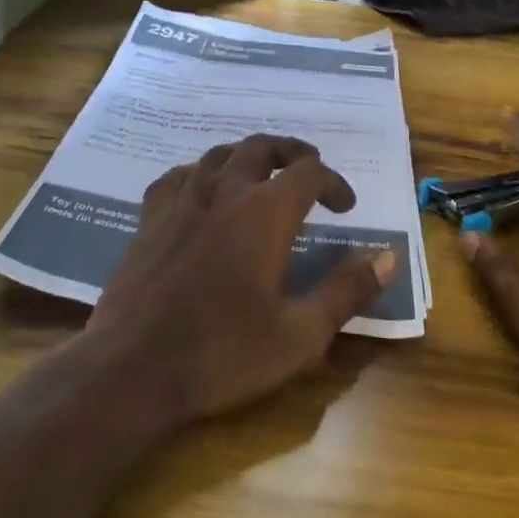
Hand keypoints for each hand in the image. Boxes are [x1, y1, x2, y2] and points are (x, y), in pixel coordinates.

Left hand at [86, 134, 395, 421]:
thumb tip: (387, 257)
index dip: (333, 182)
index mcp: (265, 213)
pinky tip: (202, 190)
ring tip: (262, 175)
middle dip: (291, 153)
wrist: (130, 370)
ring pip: (220, 154)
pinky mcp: (150, 217)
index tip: (345, 207)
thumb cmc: (222, 354)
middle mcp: (225, 191)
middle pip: (262, 147)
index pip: (309, 172)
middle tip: (308, 170)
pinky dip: (201, 173)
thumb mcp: (299, 335)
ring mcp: (182, 200)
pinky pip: (179, 176)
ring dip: (248, 157)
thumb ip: (346, 291)